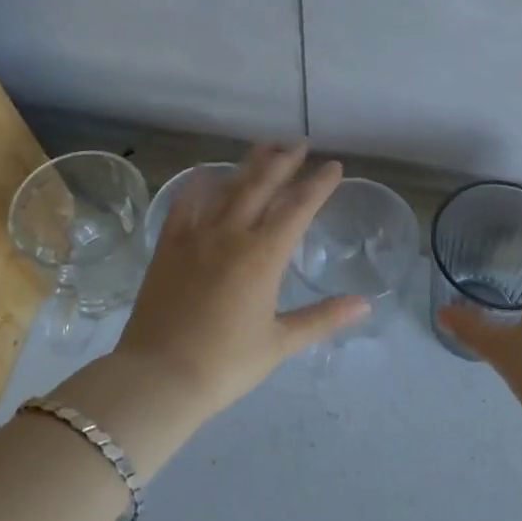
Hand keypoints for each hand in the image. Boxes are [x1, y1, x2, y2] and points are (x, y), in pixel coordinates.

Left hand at [113, 142, 368, 416]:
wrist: (157, 377)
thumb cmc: (225, 364)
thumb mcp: (280, 342)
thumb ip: (322, 318)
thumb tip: (364, 304)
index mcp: (264, 255)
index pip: (298, 208)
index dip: (319, 185)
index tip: (333, 166)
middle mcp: (232, 234)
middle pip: (263, 186)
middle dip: (285, 162)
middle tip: (300, 143)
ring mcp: (196, 236)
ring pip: (228, 188)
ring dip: (249, 166)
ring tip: (265, 148)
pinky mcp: (169, 246)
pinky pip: (185, 205)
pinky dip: (198, 186)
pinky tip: (206, 175)